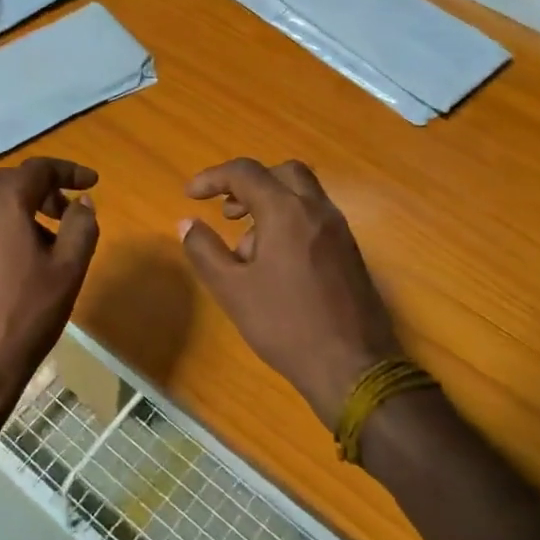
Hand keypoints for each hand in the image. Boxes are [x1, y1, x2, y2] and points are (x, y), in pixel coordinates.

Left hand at [0, 158, 100, 404]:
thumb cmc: (28, 312)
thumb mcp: (68, 268)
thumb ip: (81, 226)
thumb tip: (82, 202)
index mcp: (4, 203)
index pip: (39, 169)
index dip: (69, 170)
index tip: (92, 183)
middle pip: (11, 181)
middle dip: (43, 189)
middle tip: (69, 211)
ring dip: (22, 209)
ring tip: (48, 240)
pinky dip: (3, 229)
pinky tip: (19, 262)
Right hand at [180, 159, 400, 429]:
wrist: (352, 366)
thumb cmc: (285, 324)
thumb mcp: (232, 289)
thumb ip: (205, 250)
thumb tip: (187, 223)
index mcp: (286, 212)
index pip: (246, 173)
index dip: (213, 178)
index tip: (190, 195)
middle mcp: (317, 210)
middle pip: (282, 173)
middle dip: (249, 183)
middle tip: (226, 211)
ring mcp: (339, 230)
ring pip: (302, 195)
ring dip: (270, 204)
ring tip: (245, 248)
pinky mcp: (350, 251)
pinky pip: (315, 218)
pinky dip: (290, 222)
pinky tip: (275, 264)